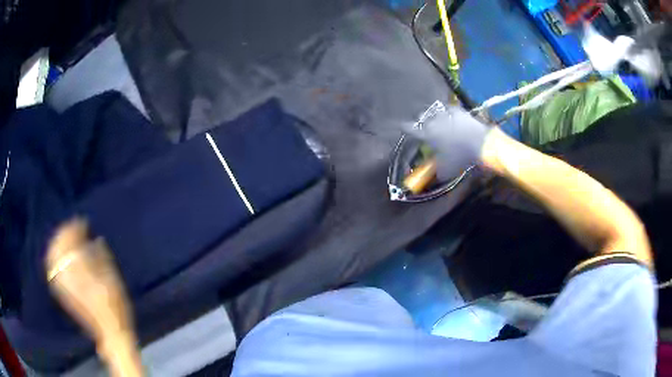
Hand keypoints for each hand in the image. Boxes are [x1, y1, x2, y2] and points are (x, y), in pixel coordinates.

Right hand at [408, 106, 489, 179]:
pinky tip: (451, 114)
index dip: (403, 128)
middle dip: (420, 120)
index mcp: (427, 135)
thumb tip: (433, 175)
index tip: (400, 127)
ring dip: (435, 115)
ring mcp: (447, 114)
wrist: (481, 144)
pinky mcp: (459, 111)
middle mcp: (434, 121)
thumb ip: (436, 172)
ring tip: (437, 119)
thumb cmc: (460, 158)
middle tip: (424, 127)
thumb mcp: (446, 171)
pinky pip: (450, 109)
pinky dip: (449, 112)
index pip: (409, 129)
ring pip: (435, 111)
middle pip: (421, 116)